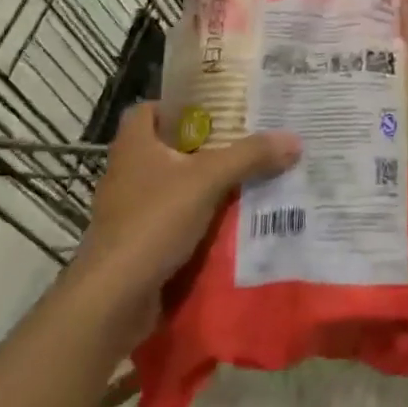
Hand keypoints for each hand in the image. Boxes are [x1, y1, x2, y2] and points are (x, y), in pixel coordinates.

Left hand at [73, 105, 299, 310]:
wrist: (113, 300)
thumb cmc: (153, 222)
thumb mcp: (208, 180)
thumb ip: (250, 156)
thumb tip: (294, 139)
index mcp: (134, 146)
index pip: (147, 110)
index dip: (176, 105)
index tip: (213, 110)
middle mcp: (127, 174)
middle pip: (168, 149)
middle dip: (205, 147)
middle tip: (246, 142)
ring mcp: (130, 213)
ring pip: (174, 188)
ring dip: (206, 187)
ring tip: (249, 180)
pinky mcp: (139, 245)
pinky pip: (175, 223)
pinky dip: (200, 222)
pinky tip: (233, 223)